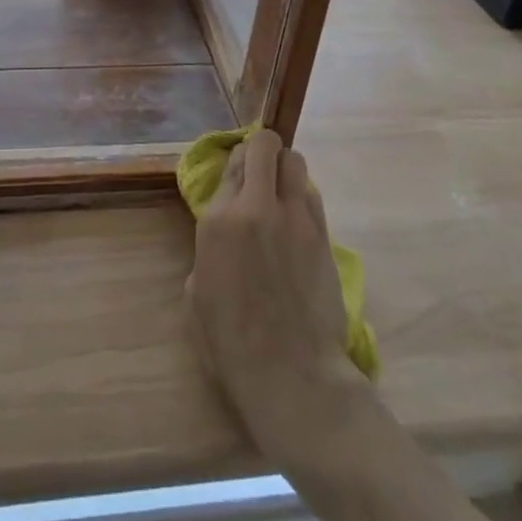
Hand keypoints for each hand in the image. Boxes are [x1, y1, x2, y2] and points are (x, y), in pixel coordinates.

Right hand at [187, 129, 363, 449]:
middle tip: (262, 169)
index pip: (233, 161)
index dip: (237, 161)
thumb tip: (226, 231)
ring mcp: (295, 218)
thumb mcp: (198, 289)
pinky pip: (312, 196)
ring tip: (282, 194)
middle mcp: (256, 207)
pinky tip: (298, 224)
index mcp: (219, 220)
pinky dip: (303, 198)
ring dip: (286, 170)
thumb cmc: (231, 342)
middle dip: (264, 148)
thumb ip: (211, 245)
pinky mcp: (323, 235)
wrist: (291, 375)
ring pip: (296, 162)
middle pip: (266, 146)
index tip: (239, 173)